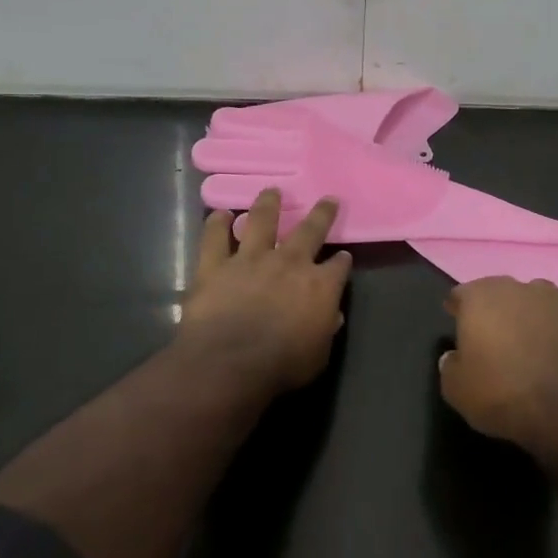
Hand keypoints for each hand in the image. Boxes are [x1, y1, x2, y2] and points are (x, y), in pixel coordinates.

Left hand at [180, 188, 351, 397]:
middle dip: (322, 213)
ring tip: (271, 192)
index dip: (342, 261)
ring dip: (268, 204)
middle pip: (310, 230)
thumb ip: (325, 329)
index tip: (343, 256)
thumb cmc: (281, 366)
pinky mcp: (215, 264)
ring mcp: (250, 258)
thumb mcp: (318, 355)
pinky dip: (216, 224)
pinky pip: (214, 237)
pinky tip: (220, 214)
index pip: (338, 266)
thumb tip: (331, 315)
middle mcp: (289, 262)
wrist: (230, 363)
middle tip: (328, 199)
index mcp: (320, 285)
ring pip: (261, 220)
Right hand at [439, 277, 557, 455]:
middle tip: (488, 334)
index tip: (454, 320)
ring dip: (525, 316)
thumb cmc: (503, 392)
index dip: (456, 308)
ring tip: (522, 343)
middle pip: (498, 292)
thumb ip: (450, 367)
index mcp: (480, 298)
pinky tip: (550, 358)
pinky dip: (551, 335)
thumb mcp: (457, 390)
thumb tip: (453, 357)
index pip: (461, 294)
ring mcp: (555, 303)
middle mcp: (517, 290)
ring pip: (531, 302)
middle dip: (492, 309)